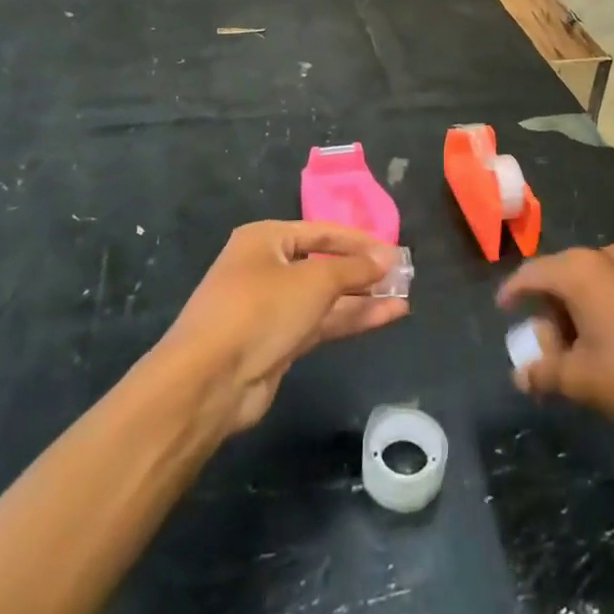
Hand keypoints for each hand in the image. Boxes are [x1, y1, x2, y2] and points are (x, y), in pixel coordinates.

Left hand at [162, 220, 408, 434]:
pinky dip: (351, 319)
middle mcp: (266, 268)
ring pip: (325, 297)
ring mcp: (271, 308)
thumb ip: (354, 268)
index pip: (322, 231)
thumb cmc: (260, 310)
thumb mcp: (313, 281)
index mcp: (265, 239)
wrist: (209, 382)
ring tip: (404, 296)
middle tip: (402, 275)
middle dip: (363, 271)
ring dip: (363, 297)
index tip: (394, 251)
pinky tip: (386, 316)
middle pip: (324, 264)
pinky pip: (321, 323)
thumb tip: (386, 258)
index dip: (359, 241)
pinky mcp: (277, 342)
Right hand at [497, 245, 613, 432]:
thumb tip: (520, 374)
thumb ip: (543, 372)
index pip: (531, 274)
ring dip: (576, 312)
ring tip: (577, 352)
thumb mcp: (579, 379)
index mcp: (579, 270)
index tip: (503, 310)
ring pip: (591, 284)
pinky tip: (610, 347)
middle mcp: (606, 258)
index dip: (512, 292)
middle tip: (545, 348)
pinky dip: (602, 312)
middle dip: (548, 310)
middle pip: (561, 277)